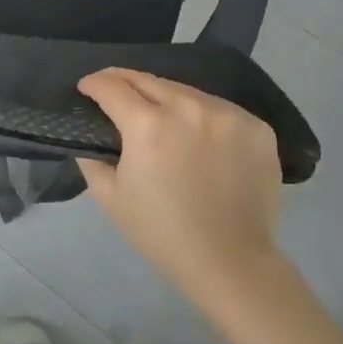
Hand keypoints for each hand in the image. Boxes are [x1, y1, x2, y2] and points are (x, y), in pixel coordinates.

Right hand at [76, 68, 285, 310]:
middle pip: (148, 80)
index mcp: (148, 124)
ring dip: (165, 98)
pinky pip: (219, 109)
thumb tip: (90, 135)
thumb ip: (92, 158)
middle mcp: (188, 108)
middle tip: (114, 92)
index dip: (94, 83)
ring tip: (158, 115)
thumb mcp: (110, 198)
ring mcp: (227, 114)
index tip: (86, 87)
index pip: (113, 86)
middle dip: (124, 82)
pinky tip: (198, 136)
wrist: (231, 263)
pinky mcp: (256, 127)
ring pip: (186, 92)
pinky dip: (202, 116)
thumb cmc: (162, 234)